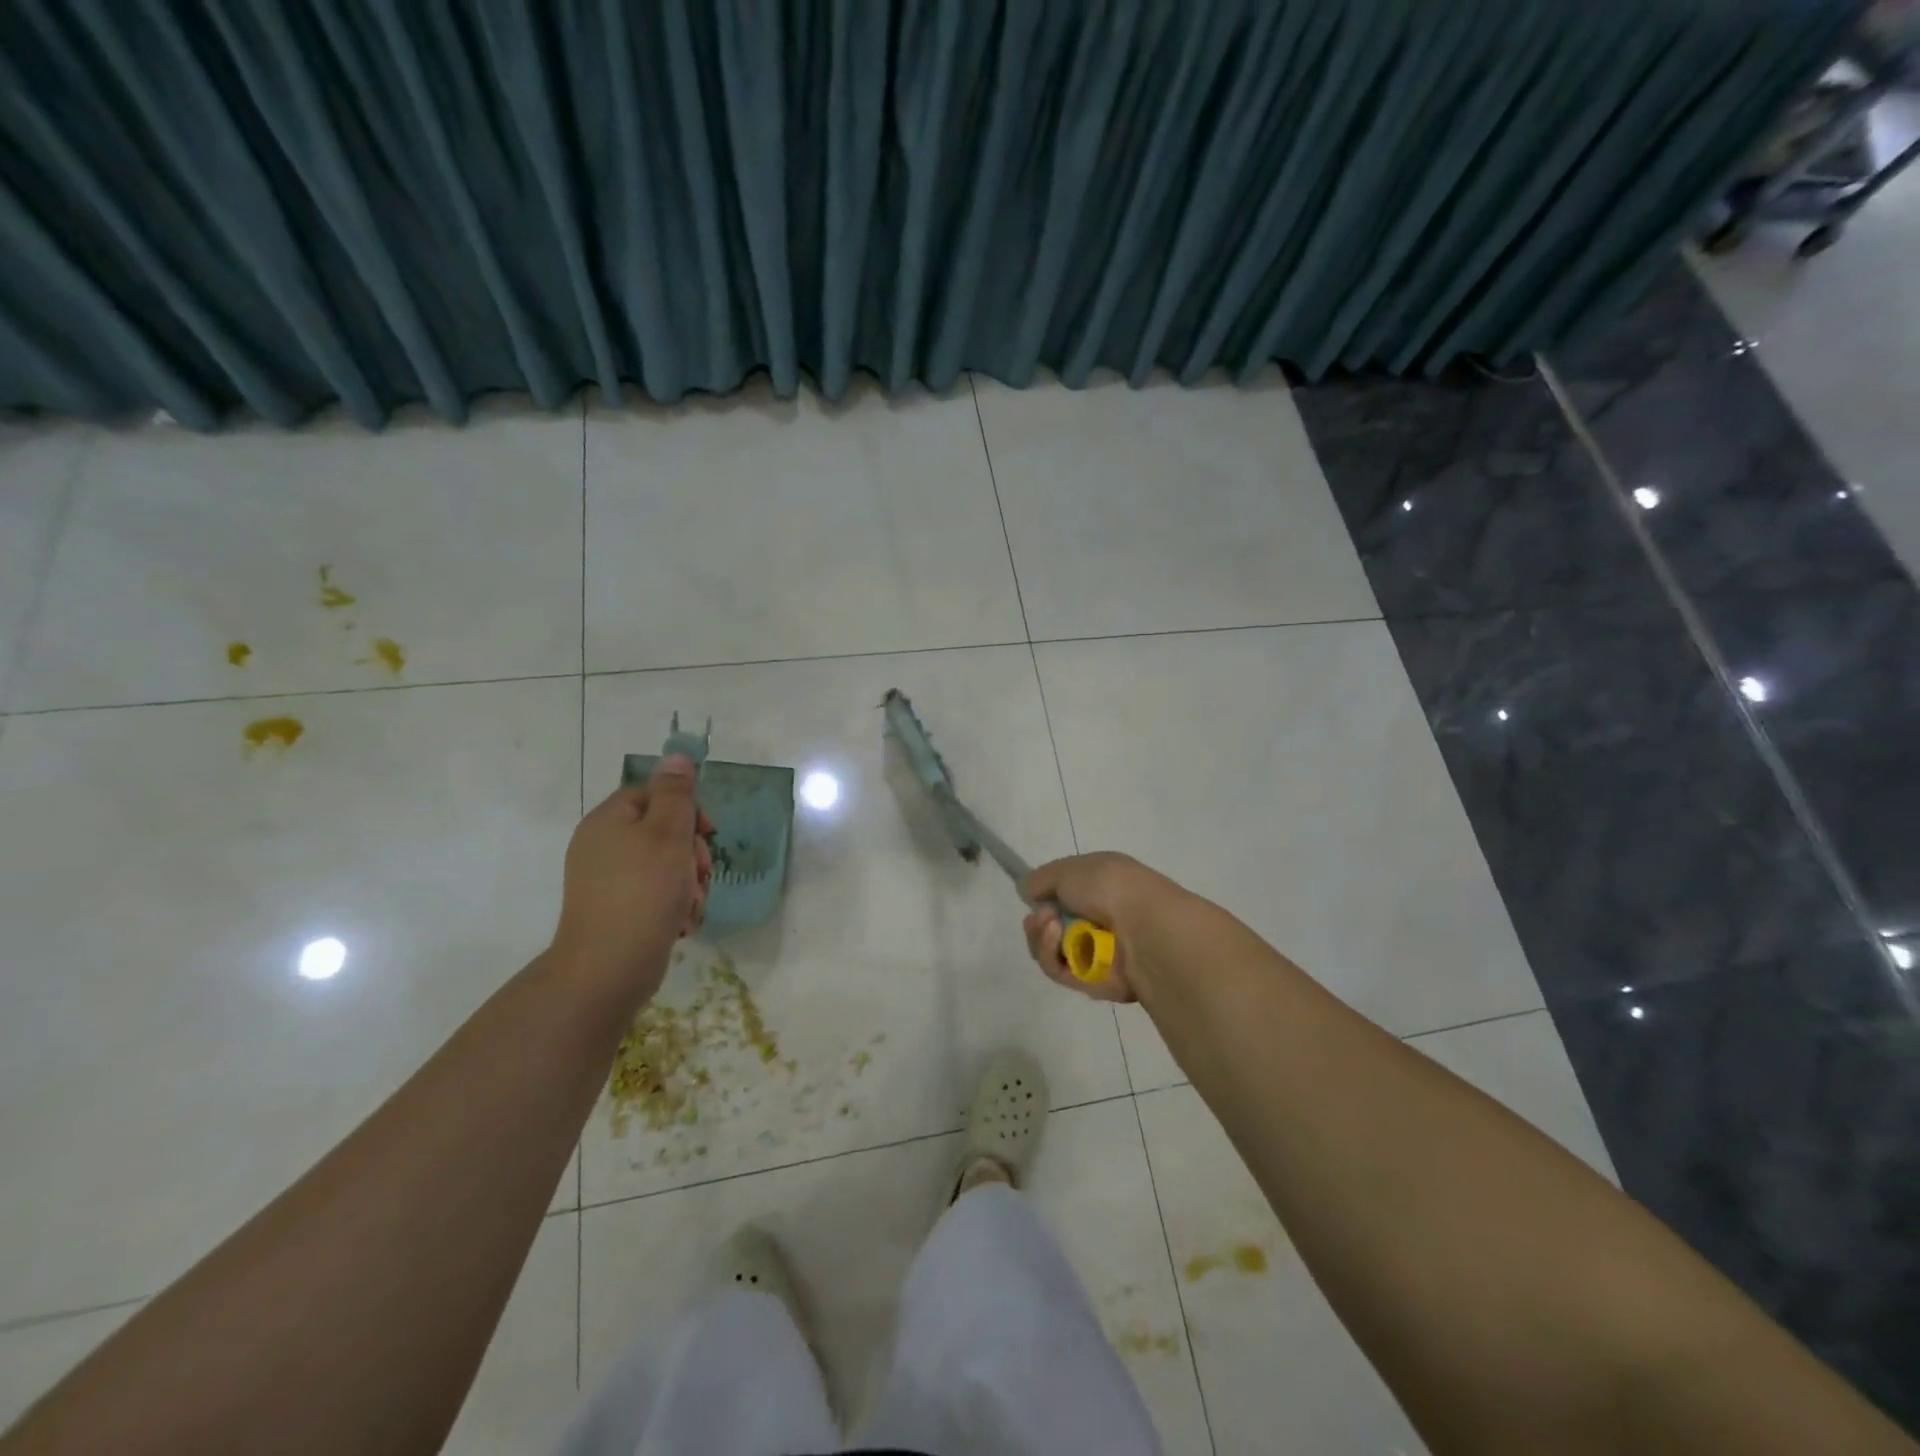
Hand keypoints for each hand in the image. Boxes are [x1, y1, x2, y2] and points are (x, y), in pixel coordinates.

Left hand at [550, 755, 713, 995]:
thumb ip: (677, 793)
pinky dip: (674, 905)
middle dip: (693, 853)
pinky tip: (681, 923)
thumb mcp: (668, 834)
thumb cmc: (643, 892)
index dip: (687, 809)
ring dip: (689, 883)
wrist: (608, 968)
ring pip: (665, 866)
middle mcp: (602, 846)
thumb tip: (677, 756)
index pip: (653, 794)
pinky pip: (655, 895)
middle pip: (662, 831)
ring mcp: (607, 881)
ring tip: (691, 905)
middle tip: (701, 874)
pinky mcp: (617, 911)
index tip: (708, 833)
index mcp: (609, 820)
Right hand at [1020, 851, 1185, 1002]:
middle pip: (1050, 926)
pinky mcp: (1089, 982)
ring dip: (1040, 935)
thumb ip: (1042, 879)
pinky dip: (1049, 953)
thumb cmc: (1110, 888)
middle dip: (1037, 919)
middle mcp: (1098, 921)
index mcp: (1100, 890)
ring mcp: (1094, 953)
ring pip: (1049, 950)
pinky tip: (1055, 937)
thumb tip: (1027, 892)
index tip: (1033, 895)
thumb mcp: (1070, 869)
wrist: (1144, 928)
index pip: (1063, 896)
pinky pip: (1056, 970)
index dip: (1045, 896)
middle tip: (1042, 915)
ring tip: (1049, 925)